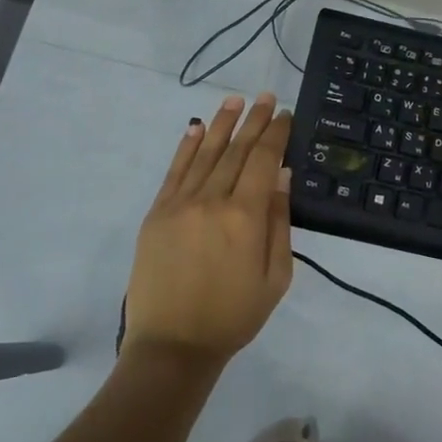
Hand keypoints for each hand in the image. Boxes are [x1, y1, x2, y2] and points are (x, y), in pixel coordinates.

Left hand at [122, 93, 294, 367]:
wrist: (173, 345)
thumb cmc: (234, 316)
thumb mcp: (276, 277)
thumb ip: (279, 223)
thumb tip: (281, 175)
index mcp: (245, 217)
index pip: (264, 161)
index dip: (276, 134)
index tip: (285, 114)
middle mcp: (212, 200)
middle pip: (236, 150)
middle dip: (253, 121)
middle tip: (265, 97)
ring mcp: (179, 204)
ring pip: (205, 153)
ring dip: (221, 124)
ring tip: (234, 100)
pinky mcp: (157, 213)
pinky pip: (174, 171)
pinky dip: (186, 147)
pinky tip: (196, 128)